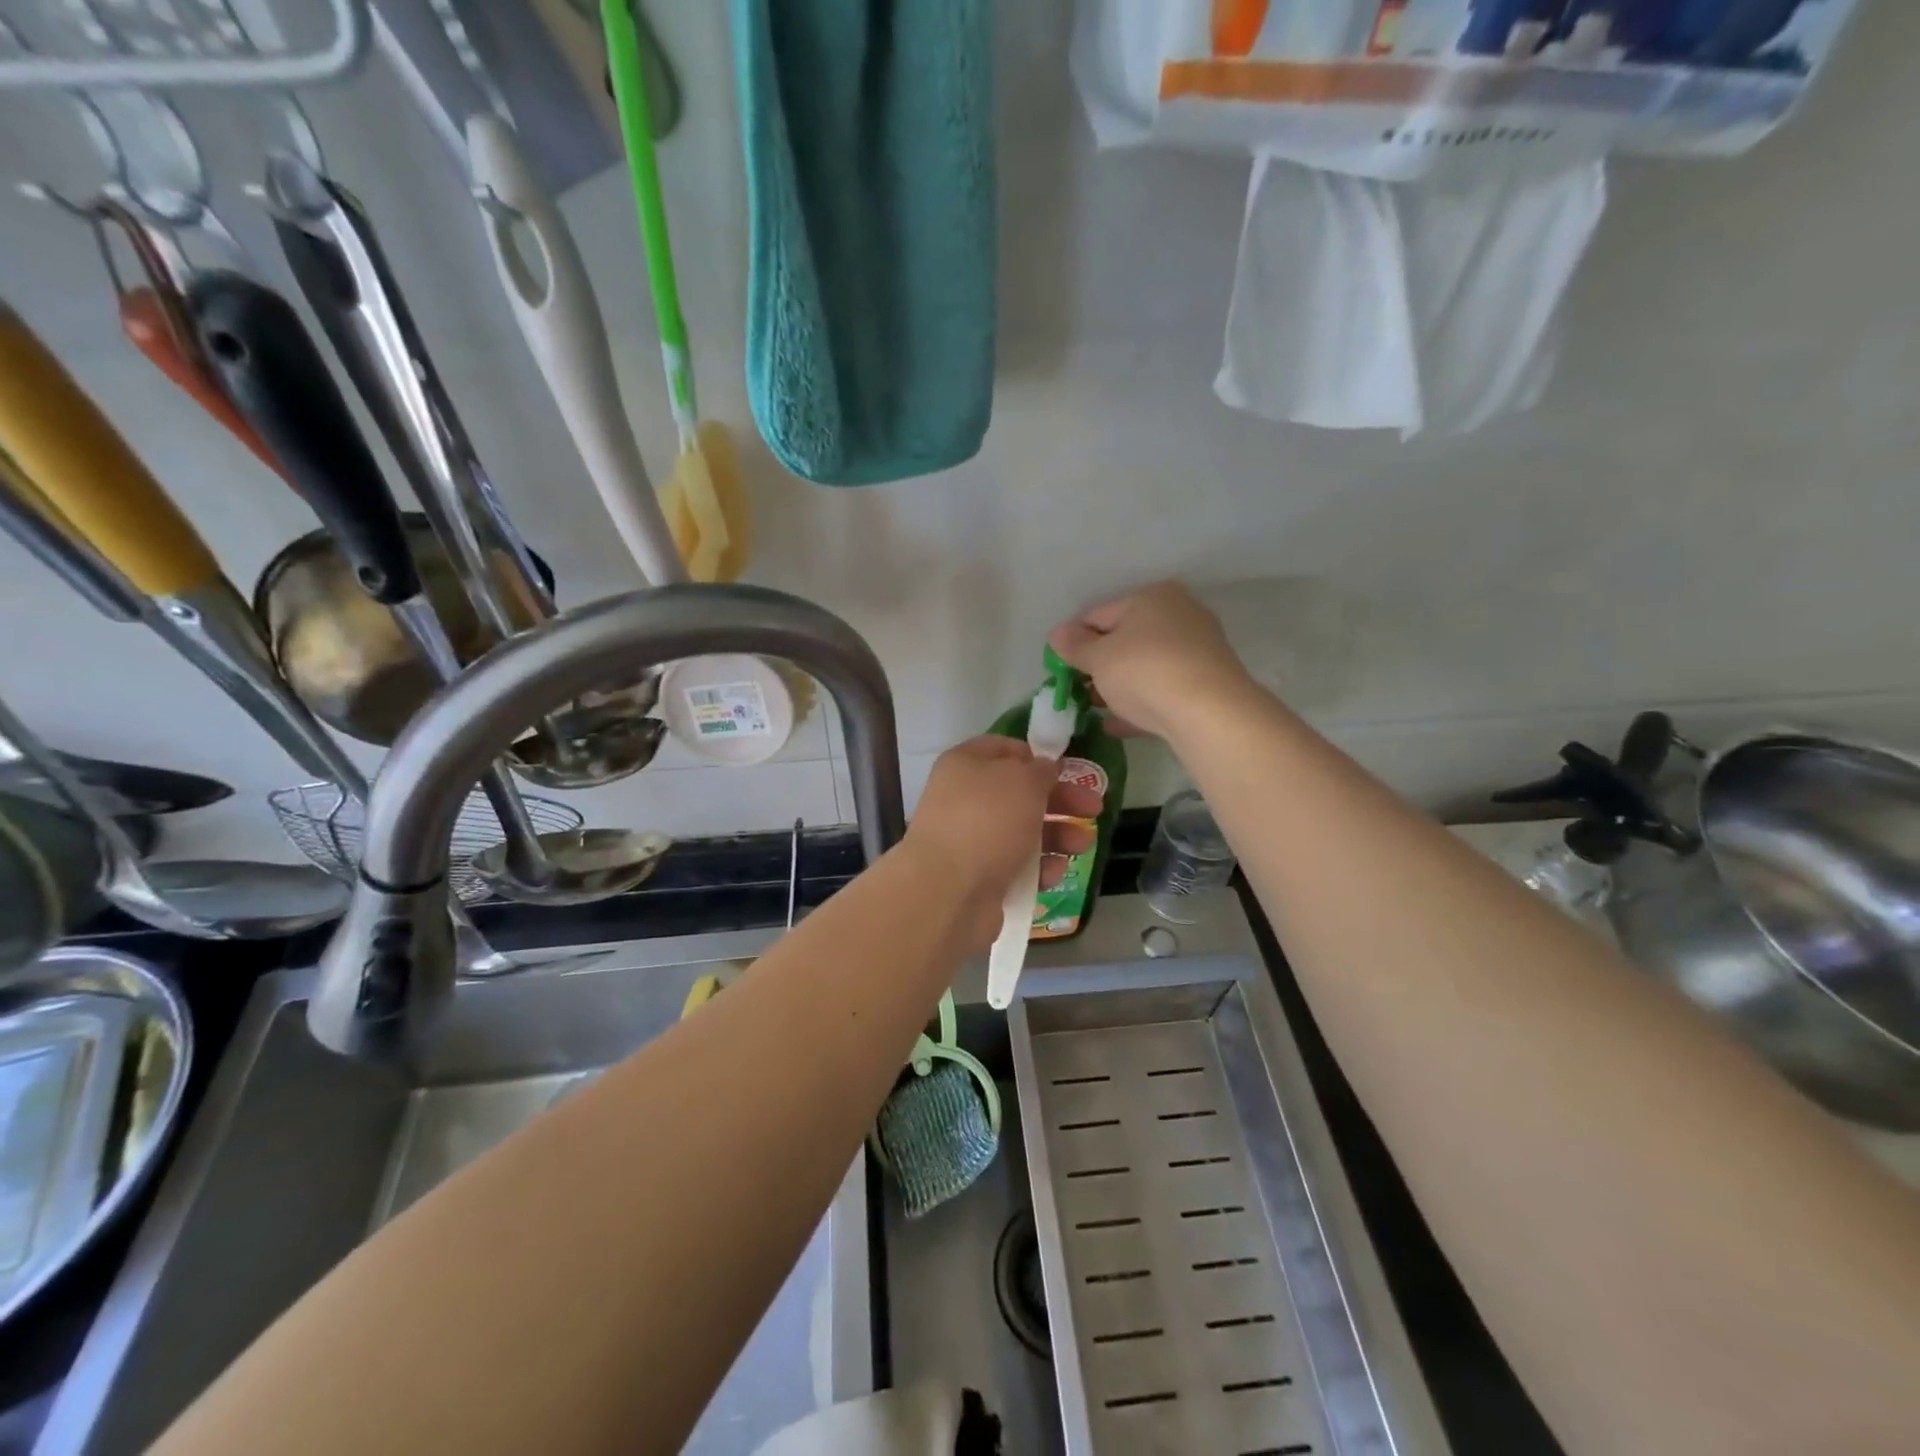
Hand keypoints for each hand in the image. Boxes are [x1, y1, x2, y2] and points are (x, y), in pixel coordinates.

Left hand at [906, 737, 1101, 945]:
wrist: (948, 891)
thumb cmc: (987, 820)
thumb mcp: (1023, 781)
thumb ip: (1041, 770)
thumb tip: (1046, 768)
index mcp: (965, 765)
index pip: (1003, 749)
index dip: (1036, 756)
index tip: (1067, 768)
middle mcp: (964, 799)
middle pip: (1020, 793)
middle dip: (1060, 801)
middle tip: (1095, 809)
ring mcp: (970, 840)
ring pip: (1022, 831)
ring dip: (1057, 836)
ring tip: (1083, 845)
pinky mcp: (978, 877)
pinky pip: (1016, 866)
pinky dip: (1038, 868)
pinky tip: (1055, 873)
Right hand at [1048, 582, 1253, 739]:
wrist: (1208, 712)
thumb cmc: (1144, 671)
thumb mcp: (1098, 658)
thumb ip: (1075, 646)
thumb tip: (1057, 634)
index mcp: (1152, 597)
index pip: (1099, 614)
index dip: (1074, 639)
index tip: (1058, 665)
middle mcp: (1180, 615)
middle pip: (1126, 639)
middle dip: (1098, 664)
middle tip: (1076, 688)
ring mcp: (1197, 650)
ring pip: (1145, 666)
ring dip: (1118, 685)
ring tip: (1094, 708)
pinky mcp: (1206, 684)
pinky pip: (1162, 690)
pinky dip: (1139, 703)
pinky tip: (1116, 724)